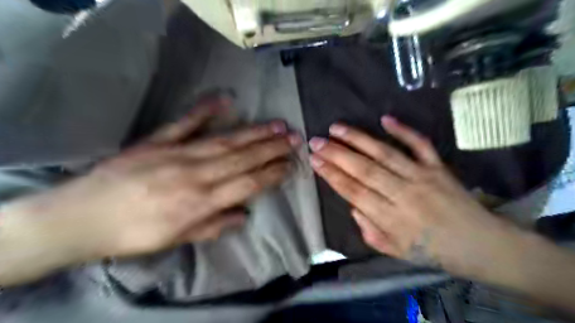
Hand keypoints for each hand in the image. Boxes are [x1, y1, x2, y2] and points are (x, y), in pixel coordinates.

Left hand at [2, 98, 301, 284]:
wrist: (82, 217)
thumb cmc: (134, 235)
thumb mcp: (177, 240)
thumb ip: (213, 226)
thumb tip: (243, 215)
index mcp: (201, 202)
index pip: (247, 184)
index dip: (272, 174)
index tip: (290, 165)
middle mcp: (195, 174)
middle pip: (242, 158)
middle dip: (272, 148)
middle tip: (294, 137)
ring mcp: (176, 153)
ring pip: (224, 141)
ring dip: (254, 132)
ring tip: (277, 124)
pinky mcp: (157, 141)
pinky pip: (185, 123)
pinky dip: (205, 110)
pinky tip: (225, 99)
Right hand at [307, 116, 518, 275]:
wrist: (482, 246)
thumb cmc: (434, 251)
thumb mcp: (396, 252)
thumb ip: (370, 231)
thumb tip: (353, 207)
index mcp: (392, 219)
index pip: (354, 192)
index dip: (332, 175)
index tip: (314, 161)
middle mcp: (404, 194)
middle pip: (364, 170)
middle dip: (336, 154)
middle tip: (316, 141)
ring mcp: (422, 177)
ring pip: (384, 154)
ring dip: (358, 139)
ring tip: (336, 128)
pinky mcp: (438, 167)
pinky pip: (420, 145)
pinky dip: (403, 130)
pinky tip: (384, 119)